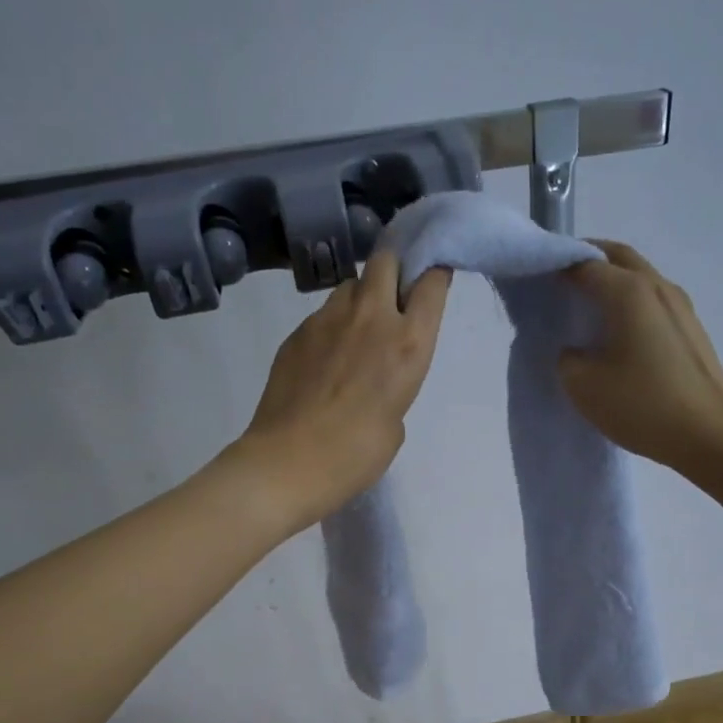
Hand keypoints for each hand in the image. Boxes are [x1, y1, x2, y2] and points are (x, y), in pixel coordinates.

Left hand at [237, 250, 451, 526]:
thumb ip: (395, 384)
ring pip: (350, 284)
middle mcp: (371, 317)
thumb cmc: (355, 455)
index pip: (431, 281)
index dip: (433, 275)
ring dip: (360, 298)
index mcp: (409, 343)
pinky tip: (326, 360)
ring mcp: (327, 319)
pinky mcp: (297, 332)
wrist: (288, 462)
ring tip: (355, 333)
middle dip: (393, 269)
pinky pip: (323, 314)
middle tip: (393, 298)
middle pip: (385, 259)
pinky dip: (331, 326)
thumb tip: (377, 373)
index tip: (432, 283)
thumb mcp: (395, 421)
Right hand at [559, 241, 722, 474]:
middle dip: (588, 260)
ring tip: (586, 307)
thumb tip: (575, 350)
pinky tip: (617, 332)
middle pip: (619, 258)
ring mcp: (681, 307)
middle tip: (560, 278)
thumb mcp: (583, 385)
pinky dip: (630, 304)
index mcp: (628, 291)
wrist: (709, 435)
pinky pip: (653, 303)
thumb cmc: (642, 404)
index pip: (585, 263)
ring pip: (640, 278)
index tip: (535, 280)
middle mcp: (658, 287)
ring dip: (613, 282)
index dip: (557, 266)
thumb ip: (567, 359)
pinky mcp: (691, 331)